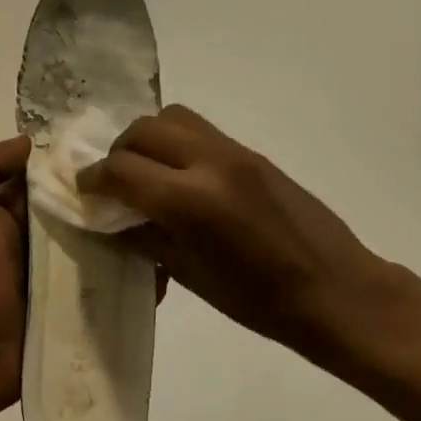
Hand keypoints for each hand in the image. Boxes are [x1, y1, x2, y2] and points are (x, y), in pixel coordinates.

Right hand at [77, 106, 391, 367]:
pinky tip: (181, 176)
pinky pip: (201, 131)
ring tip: (146, 172)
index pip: (122, 169)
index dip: (94, 179)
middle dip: (118, 152)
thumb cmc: (260, 301)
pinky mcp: (253, 152)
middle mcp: (210, 162)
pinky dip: (177, 142)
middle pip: (143, 130)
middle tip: (113, 182)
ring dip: (148, 138)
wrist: (335, 289)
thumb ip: (146, 237)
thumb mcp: (191, 276)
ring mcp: (235, 152)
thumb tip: (112, 216)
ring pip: (173, 118)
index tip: (84, 191)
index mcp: (191, 201)